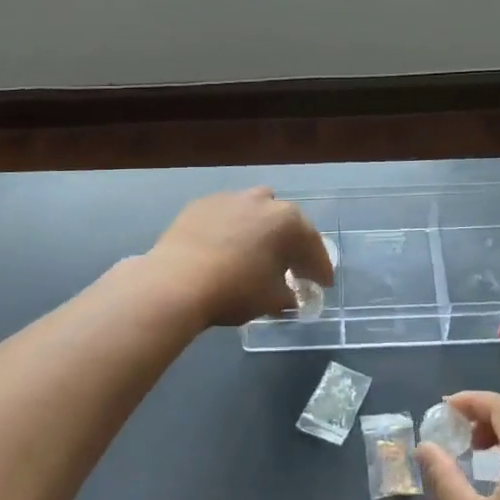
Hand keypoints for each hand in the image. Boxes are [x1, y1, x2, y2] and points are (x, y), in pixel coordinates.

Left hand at [147, 188, 333, 328]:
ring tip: (255, 253)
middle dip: (291, 245)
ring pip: (254, 212)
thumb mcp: (271, 300)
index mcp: (287, 221)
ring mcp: (229, 198)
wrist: (176, 281)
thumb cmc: (235, 289)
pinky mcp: (201, 204)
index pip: (313, 246)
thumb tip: (289, 297)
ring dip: (260, 230)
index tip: (323, 284)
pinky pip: (226, 216)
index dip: (320, 268)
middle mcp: (262, 201)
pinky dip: (231, 230)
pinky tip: (224, 250)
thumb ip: (287, 296)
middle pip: (285, 223)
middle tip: (292, 269)